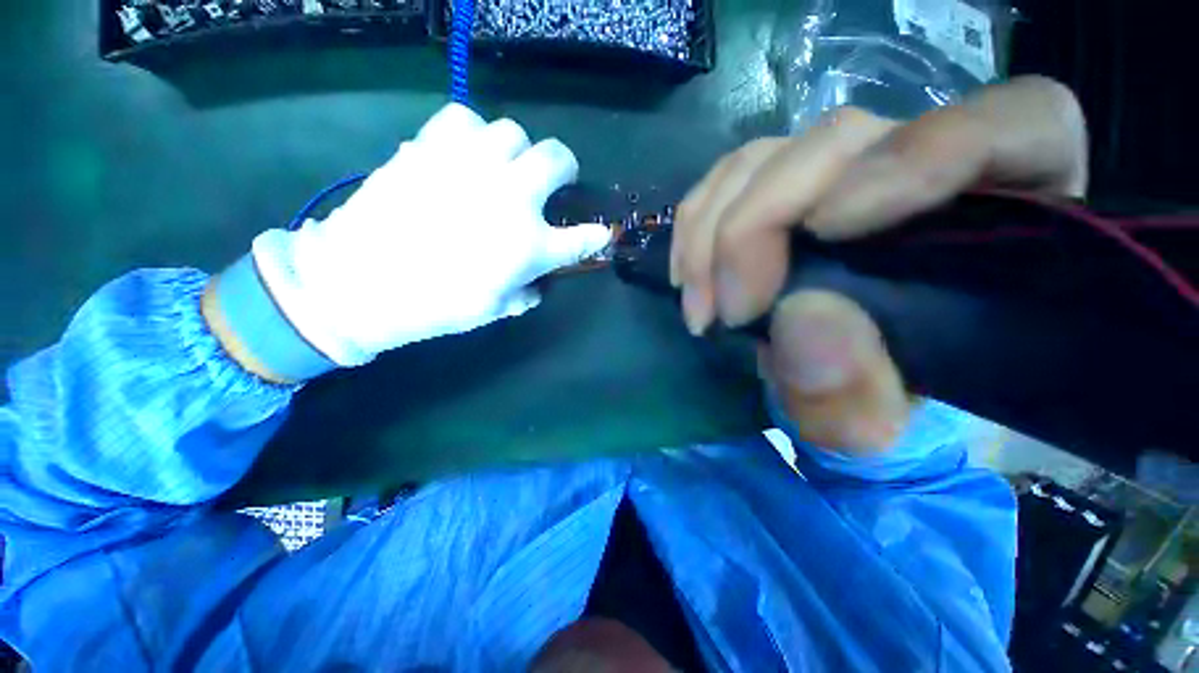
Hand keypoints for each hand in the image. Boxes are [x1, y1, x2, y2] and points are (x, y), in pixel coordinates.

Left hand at [252, 104, 609, 366]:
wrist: (358, 282)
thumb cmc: (435, 306)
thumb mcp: (493, 310)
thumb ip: (525, 292)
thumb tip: (536, 282)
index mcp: (529, 245)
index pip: (582, 238)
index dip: (596, 235)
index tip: (600, 233)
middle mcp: (511, 198)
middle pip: (558, 159)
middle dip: (564, 169)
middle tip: (553, 182)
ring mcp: (472, 165)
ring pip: (514, 132)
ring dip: (517, 152)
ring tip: (503, 169)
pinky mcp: (432, 146)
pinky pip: (466, 120)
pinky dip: (473, 135)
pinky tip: (465, 155)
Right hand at [671, 77, 1087, 451]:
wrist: (835, 389)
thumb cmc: (882, 410)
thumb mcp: (877, 429)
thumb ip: (855, 396)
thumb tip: (802, 320)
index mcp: (1006, 219)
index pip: (1012, 127)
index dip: (920, 155)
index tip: (826, 228)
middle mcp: (920, 170)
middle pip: (839, 141)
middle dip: (755, 225)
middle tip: (723, 310)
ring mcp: (837, 174)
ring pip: (766, 158)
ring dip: (710, 233)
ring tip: (699, 305)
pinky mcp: (781, 188)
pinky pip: (727, 181)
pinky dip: (695, 227)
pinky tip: (688, 277)